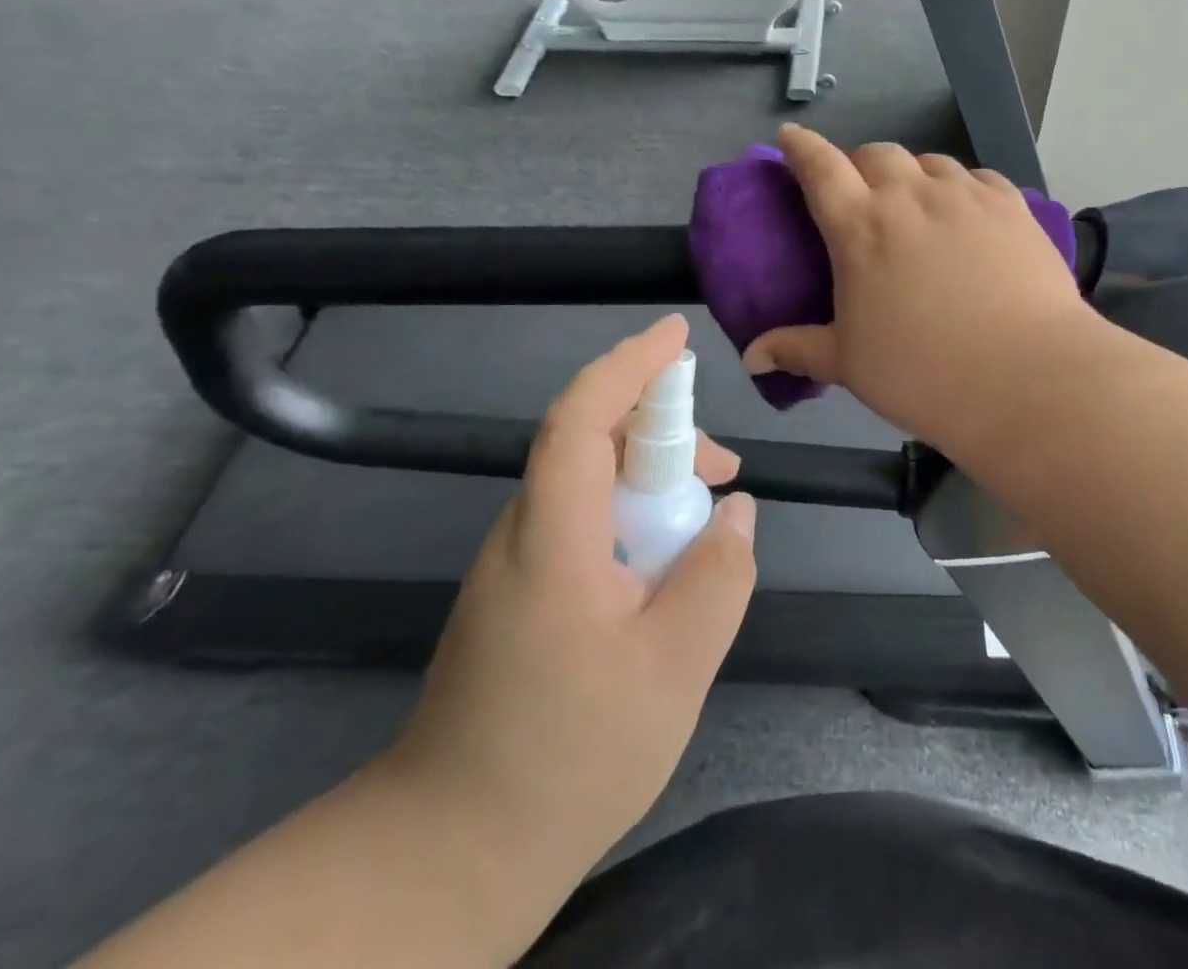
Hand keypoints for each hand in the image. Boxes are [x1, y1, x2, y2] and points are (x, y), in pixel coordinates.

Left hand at [380, 314, 756, 876]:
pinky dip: (631, 516)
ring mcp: (515, 563)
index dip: (629, 365)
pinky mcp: (519, 592)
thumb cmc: (568, 757)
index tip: (676, 335)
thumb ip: (718, 577)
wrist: (451, 851)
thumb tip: (736, 511)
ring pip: (588, 483)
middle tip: (725, 472)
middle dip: (662, 432)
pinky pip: (582, 522)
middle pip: (589, 442)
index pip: (581, 418)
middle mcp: (523, 532)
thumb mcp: (674, 670)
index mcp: (553, 536)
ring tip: (707, 523)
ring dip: (651, 480)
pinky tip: (665, 565)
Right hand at [741, 125, 1098, 455]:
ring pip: (929, 161)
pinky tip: (965, 213)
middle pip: (876, 153)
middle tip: (860, 193)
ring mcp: (965, 195)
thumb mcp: (848, 364)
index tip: (790, 138)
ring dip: (912, 174)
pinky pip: (976, 178)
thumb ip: (797, 350)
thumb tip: (751, 357)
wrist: (1026, 377)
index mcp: (860, 226)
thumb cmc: (921, 373)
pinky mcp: (1011, 205)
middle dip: (859, 164)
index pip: (819, 167)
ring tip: (915, 203)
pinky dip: (959, 187)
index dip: (800, 147)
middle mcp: (910, 196)